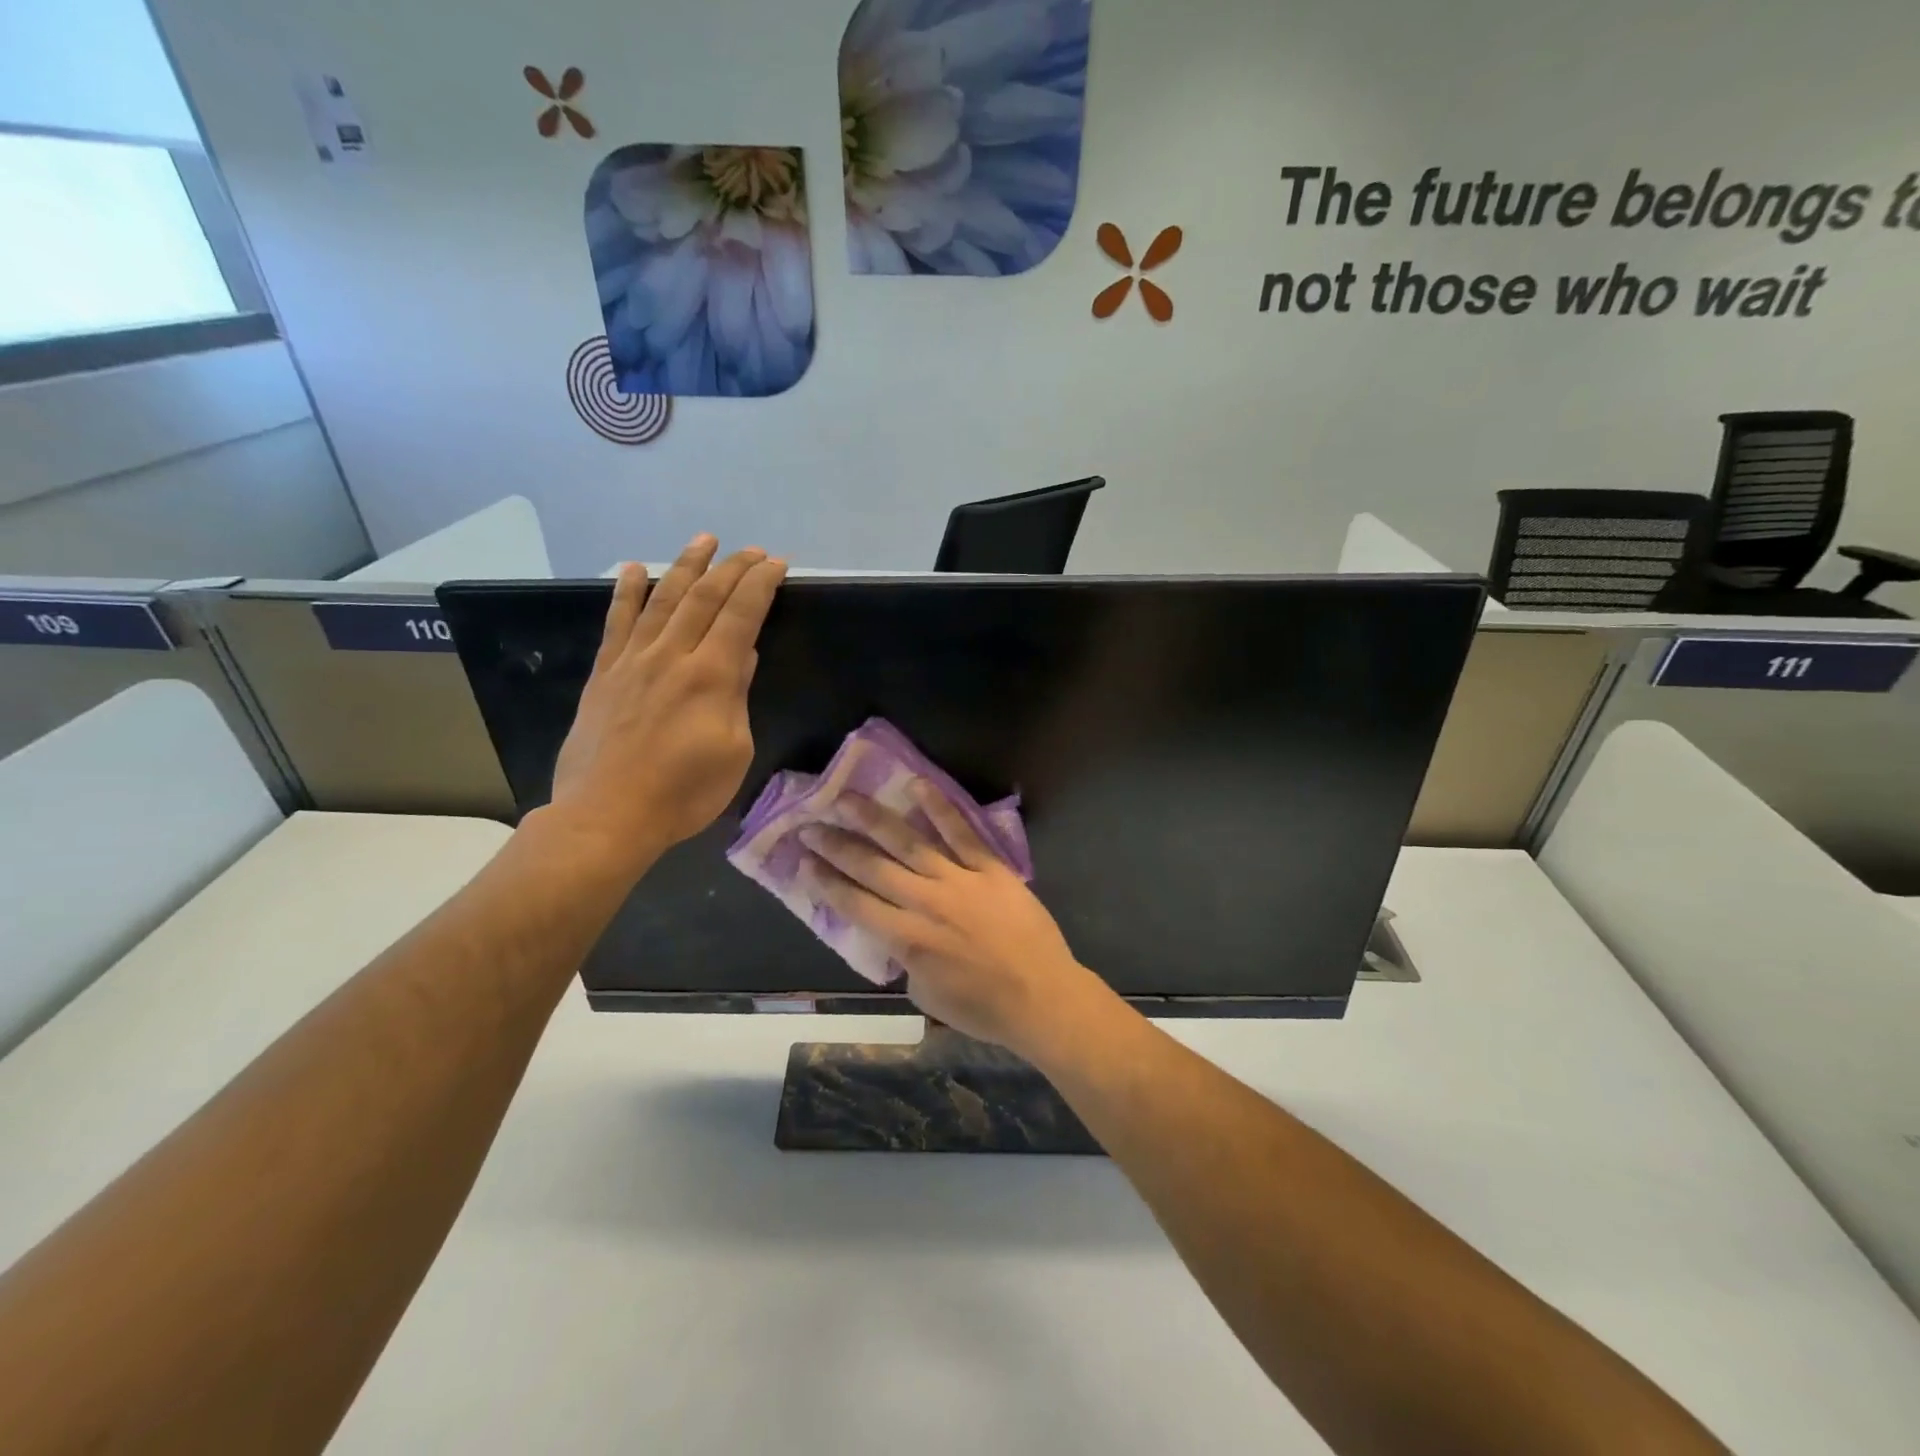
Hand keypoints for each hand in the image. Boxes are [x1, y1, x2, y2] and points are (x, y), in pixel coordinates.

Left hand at [548, 536, 786, 874]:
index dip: (760, 584)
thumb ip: (737, 696)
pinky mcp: (605, 674)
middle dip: (731, 568)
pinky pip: (616, 622)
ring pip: (662, 599)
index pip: (740, 614)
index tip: (777, 564)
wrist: (608, 815)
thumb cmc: (683, 792)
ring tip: (703, 540)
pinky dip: (626, 592)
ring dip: (685, 565)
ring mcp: (633, 661)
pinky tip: (632, 568)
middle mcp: (671, 655)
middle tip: (751, 550)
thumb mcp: (734, 750)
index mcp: (711, 676)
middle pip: (704, 597)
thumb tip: (743, 656)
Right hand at [798, 785, 1109, 1060]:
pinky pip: (962, 833)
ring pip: (909, 843)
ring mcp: (959, 881)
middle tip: (809, 825)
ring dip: (874, 819)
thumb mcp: (927, 996)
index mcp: (908, 940)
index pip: (855, 905)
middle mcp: (926, 903)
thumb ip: (906, 961)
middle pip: (872, 868)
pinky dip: (939, 808)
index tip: (801, 862)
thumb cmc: (985, 1008)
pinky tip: (916, 785)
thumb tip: (897, 936)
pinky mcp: (990, 868)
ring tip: (844, 798)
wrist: (1043, 997)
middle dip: (837, 846)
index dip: (825, 882)